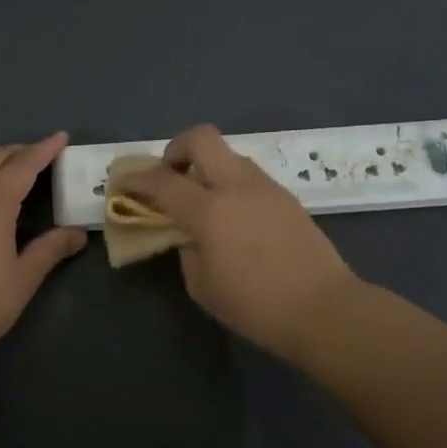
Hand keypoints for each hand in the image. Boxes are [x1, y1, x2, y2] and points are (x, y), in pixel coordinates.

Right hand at [113, 125, 361, 359]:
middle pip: (200, 138)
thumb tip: (189, 233)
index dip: (135, 179)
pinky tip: (233, 216)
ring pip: (228, 155)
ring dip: (207, 167)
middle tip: (170, 177)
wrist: (325, 309)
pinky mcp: (286, 196)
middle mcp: (237, 186)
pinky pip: (248, 176)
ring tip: (202, 201)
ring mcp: (266, 187)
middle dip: (176, 150)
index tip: (122, 183)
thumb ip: (187, 249)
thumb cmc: (256, 306)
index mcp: (210, 211)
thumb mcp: (202, 285)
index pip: (162, 181)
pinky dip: (230, 184)